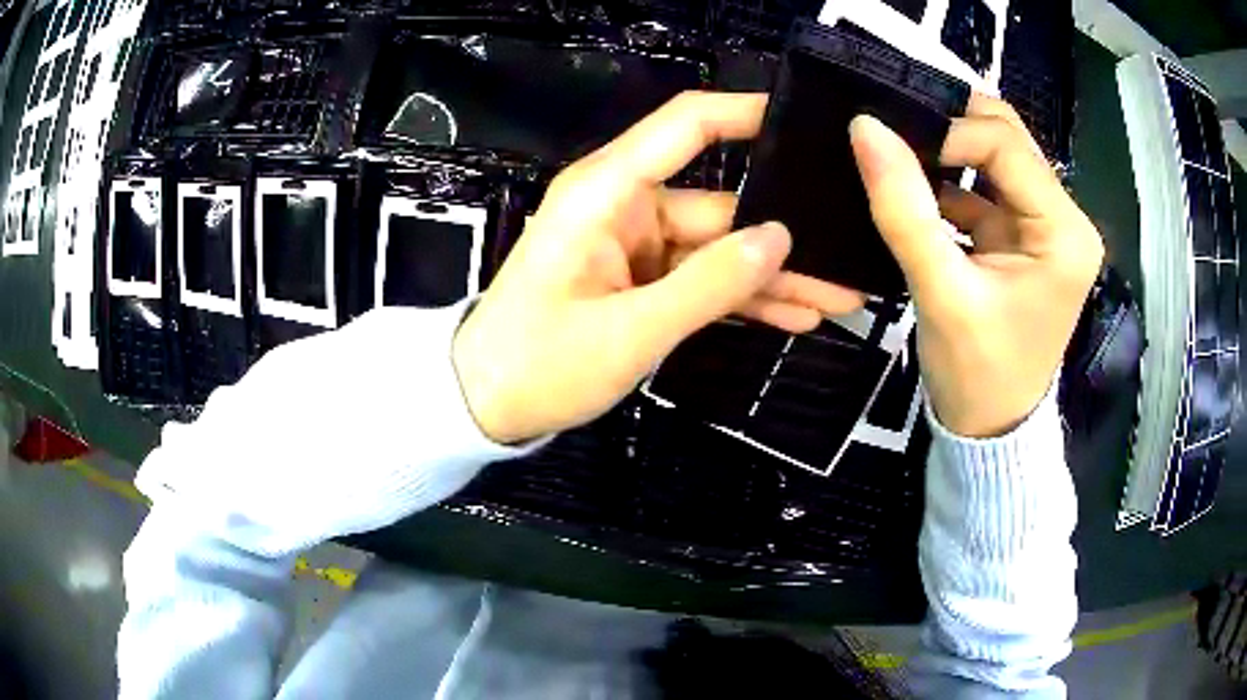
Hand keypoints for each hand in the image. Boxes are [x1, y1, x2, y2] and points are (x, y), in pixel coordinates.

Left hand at [454, 92, 864, 443]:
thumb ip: (709, 285)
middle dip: (785, 237)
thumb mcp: (630, 332)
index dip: (746, 113)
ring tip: (839, 299)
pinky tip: (795, 317)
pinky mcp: (638, 280)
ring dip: (773, 277)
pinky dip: (740, 299)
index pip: (686, 125)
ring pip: (719, 250)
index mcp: (607, 193)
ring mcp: (634, 246)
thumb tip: (778, 240)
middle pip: (721, 205)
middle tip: (850, 258)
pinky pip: (700, 280)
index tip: (806, 121)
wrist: (485, 405)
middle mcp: (624, 206)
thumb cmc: (539, 365)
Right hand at [850, 94, 1103, 437]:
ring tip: (899, 156)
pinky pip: (987, 189)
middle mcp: (1065, 219)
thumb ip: (903, 209)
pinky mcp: (1025, 239)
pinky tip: (916, 189)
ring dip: (949, 153)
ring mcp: (1046, 228)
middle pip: (1008, 140)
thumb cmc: (976, 374)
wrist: (990, 431)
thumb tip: (864, 128)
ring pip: (996, 158)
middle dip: (951, 129)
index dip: (948, 132)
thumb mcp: (939, 293)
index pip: (1006, 145)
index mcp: (1063, 233)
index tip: (892, 143)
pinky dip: (951, 183)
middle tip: (896, 135)